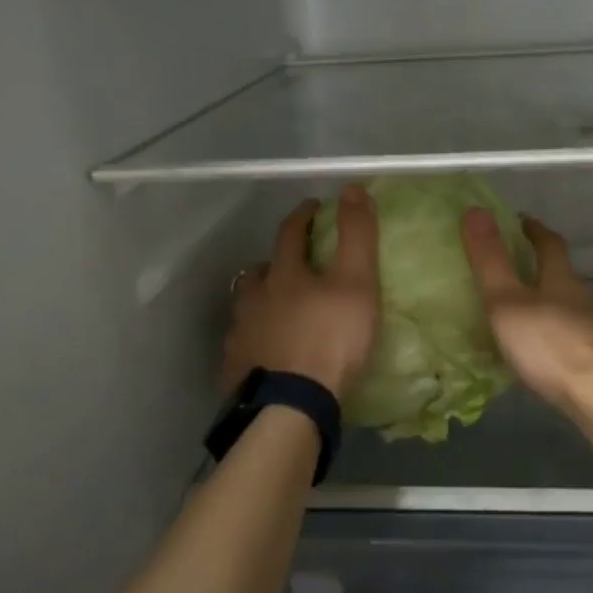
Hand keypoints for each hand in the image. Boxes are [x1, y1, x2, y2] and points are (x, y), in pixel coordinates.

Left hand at [222, 187, 379, 397]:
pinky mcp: (235, 367)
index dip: (303, 216)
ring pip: (247, 306)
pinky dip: (255, 338)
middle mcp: (254, 298)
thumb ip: (357, 235)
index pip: (290, 233)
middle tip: (294, 266)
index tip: (313, 208)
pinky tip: (267, 350)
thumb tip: (351, 187)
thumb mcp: (356, 283)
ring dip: (261, 300)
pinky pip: (243, 343)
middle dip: (276, 262)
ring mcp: (241, 333)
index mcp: (284, 274)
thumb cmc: (330, 339)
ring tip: (279, 310)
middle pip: (260, 270)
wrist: (291, 404)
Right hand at [460, 209, 592, 415]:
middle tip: (515, 270)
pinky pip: (577, 334)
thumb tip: (475, 209)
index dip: (534, 230)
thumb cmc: (548, 346)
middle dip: (542, 268)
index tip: (521, 221)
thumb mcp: (507, 302)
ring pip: (572, 305)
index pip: (550, 243)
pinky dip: (560, 332)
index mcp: (562, 279)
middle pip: (563, 274)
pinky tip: (547, 349)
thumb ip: (490, 261)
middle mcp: (585, 296)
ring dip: (552, 302)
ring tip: (526, 312)